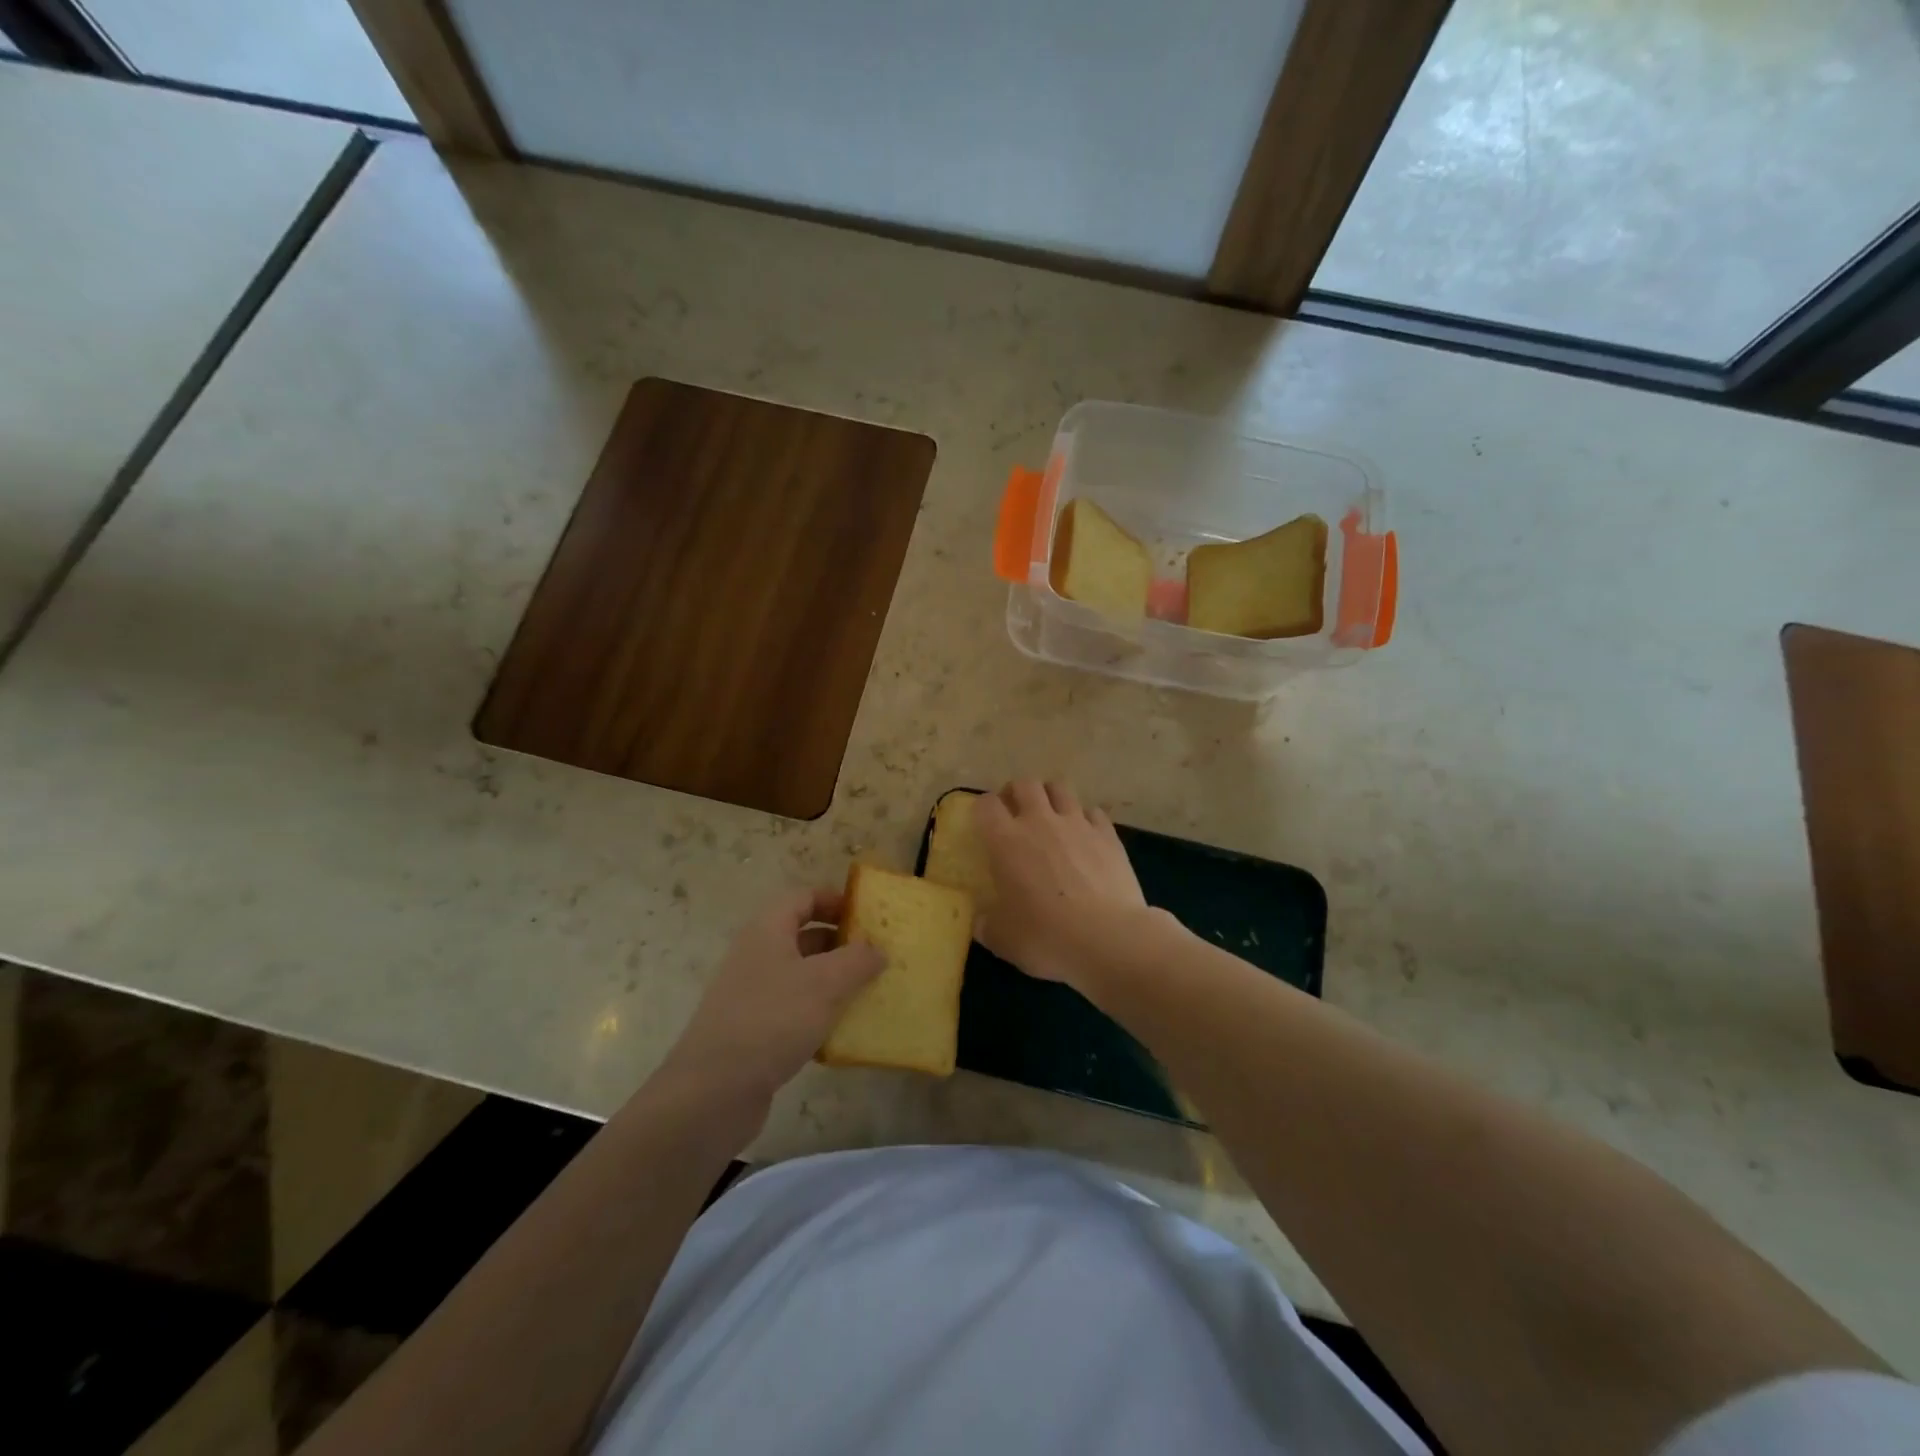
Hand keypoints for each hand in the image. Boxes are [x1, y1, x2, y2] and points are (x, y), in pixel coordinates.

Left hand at [659, 888, 884, 1116]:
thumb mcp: (825, 983)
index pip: (803, 898)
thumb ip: (857, 960)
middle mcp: (757, 956)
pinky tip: (844, 1032)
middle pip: (804, 935)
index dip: (836, 899)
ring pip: (801, 976)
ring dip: (835, 981)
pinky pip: (794, 1010)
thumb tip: (877, 950)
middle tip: (878, 955)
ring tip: (871, 991)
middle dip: (842, 942)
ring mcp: (752, 995)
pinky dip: (820, 1014)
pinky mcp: (754, 1031)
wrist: (712, 1092)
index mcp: (767, 931)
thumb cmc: (772, 1020)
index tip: (868, 914)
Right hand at [974, 780, 1151, 990]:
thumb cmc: (1046, 937)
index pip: (986, 805)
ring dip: (1051, 796)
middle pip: (1025, 784)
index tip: (985, 822)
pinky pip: (1093, 812)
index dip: (983, 808)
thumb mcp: (1003, 939)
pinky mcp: (1108, 834)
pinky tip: (1086, 836)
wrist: (1108, 938)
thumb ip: (987, 925)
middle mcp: (1040, 822)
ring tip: (1050, 815)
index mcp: (1006, 841)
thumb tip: (981, 922)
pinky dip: (1085, 818)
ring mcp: (1077, 824)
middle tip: (1016, 812)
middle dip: (1017, 792)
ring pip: (1060, 788)